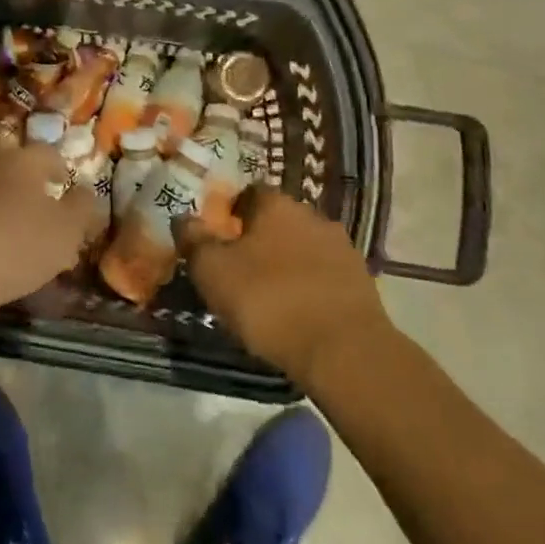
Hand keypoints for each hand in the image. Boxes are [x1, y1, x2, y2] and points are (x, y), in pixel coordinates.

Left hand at [0, 145, 100, 319]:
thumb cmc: (14, 245)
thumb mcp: (66, 232)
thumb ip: (83, 209)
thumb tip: (86, 192)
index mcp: (22, 160)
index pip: (48, 154)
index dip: (62, 169)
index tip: (66, 186)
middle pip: (14, 170)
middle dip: (30, 190)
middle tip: (42, 217)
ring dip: (1, 209)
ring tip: (13, 241)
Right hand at [182, 187, 391, 383]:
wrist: (343, 350)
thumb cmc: (269, 301)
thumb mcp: (213, 272)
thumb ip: (194, 240)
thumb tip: (184, 217)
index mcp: (275, 204)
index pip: (248, 193)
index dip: (230, 213)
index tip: (218, 240)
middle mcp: (310, 214)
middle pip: (277, 219)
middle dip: (260, 239)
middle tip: (241, 270)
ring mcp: (341, 246)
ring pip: (303, 246)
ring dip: (288, 262)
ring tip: (271, 296)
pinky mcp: (361, 280)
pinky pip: (325, 274)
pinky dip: (311, 285)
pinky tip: (300, 312)